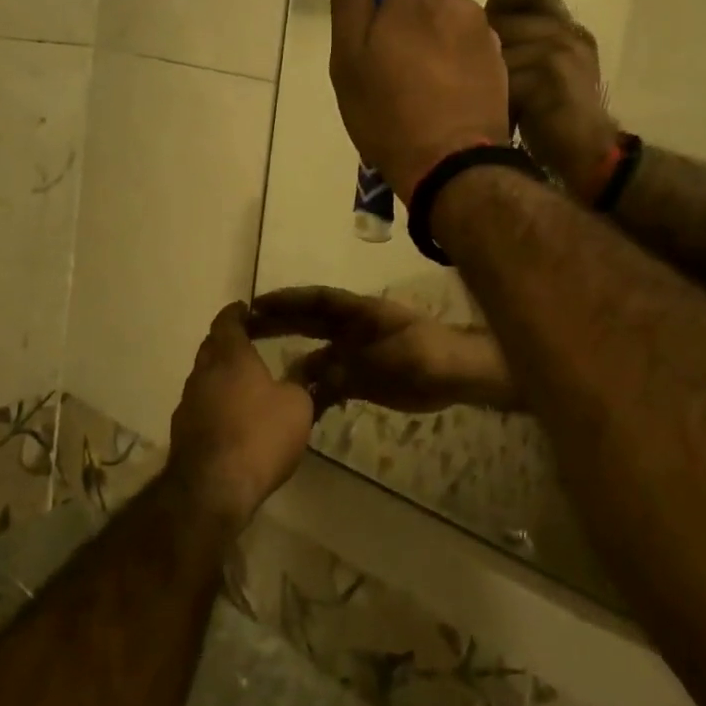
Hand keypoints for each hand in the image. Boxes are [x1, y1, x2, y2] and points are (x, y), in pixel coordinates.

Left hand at [167, 302, 312, 530]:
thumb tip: (304, 368)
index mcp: (230, 355)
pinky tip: (233, 418)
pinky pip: (201, 406)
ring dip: (221, 375)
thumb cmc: (260, 435)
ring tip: (245, 383)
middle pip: (211, 347)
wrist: (213, 489)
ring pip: (204, 377)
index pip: (227, 321)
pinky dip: (215, 404)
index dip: (237, 313)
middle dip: (228, 342)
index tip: (248, 310)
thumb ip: (301, 382)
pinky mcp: (182, 434)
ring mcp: (187, 404)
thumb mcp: (297, 405)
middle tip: (250, 343)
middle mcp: (203, 372)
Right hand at [249, 287, 517, 413]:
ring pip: (317, 355)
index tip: (257, 305)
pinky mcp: (363, 379)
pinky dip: (313, 391)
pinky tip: (295, 404)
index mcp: (362, 314)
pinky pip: (330, 383)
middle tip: (245, 329)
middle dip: (280, 323)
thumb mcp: (396, 357)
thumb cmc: (431, 355)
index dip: (288, 301)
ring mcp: (358, 355)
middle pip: (310, 322)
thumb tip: (314, 375)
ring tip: (262, 375)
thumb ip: (354, 365)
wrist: (460, 376)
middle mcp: (354, 330)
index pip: (318, 301)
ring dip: (293, 363)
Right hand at [330, 0, 509, 202]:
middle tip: (392, 61)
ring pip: (453, 26)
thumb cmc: (388, 111)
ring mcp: (486, 39)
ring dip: (436, 43)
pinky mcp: (501, 69)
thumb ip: (350, 1)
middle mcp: (461, 7)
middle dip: (414, 15)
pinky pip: (471, 54)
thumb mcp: (349, 59)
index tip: (383, 8)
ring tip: (419, 89)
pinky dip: (457, 67)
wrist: (452, 164)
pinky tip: (444, 101)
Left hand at [486, 0, 619, 194]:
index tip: (487, 23)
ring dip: (485, 75)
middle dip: (483, 47)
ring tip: (485, 99)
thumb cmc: (557, 118)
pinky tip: (493, 112)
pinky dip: (491, 95)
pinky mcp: (549, 75)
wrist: (589, 154)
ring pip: (497, 47)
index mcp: (567, 27)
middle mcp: (566, 32)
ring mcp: (560, 52)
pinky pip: (501, 74)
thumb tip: (477, 32)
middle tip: (477, 76)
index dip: (502, 1)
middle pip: (504, 20)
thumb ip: (524, 46)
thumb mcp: (545, 73)